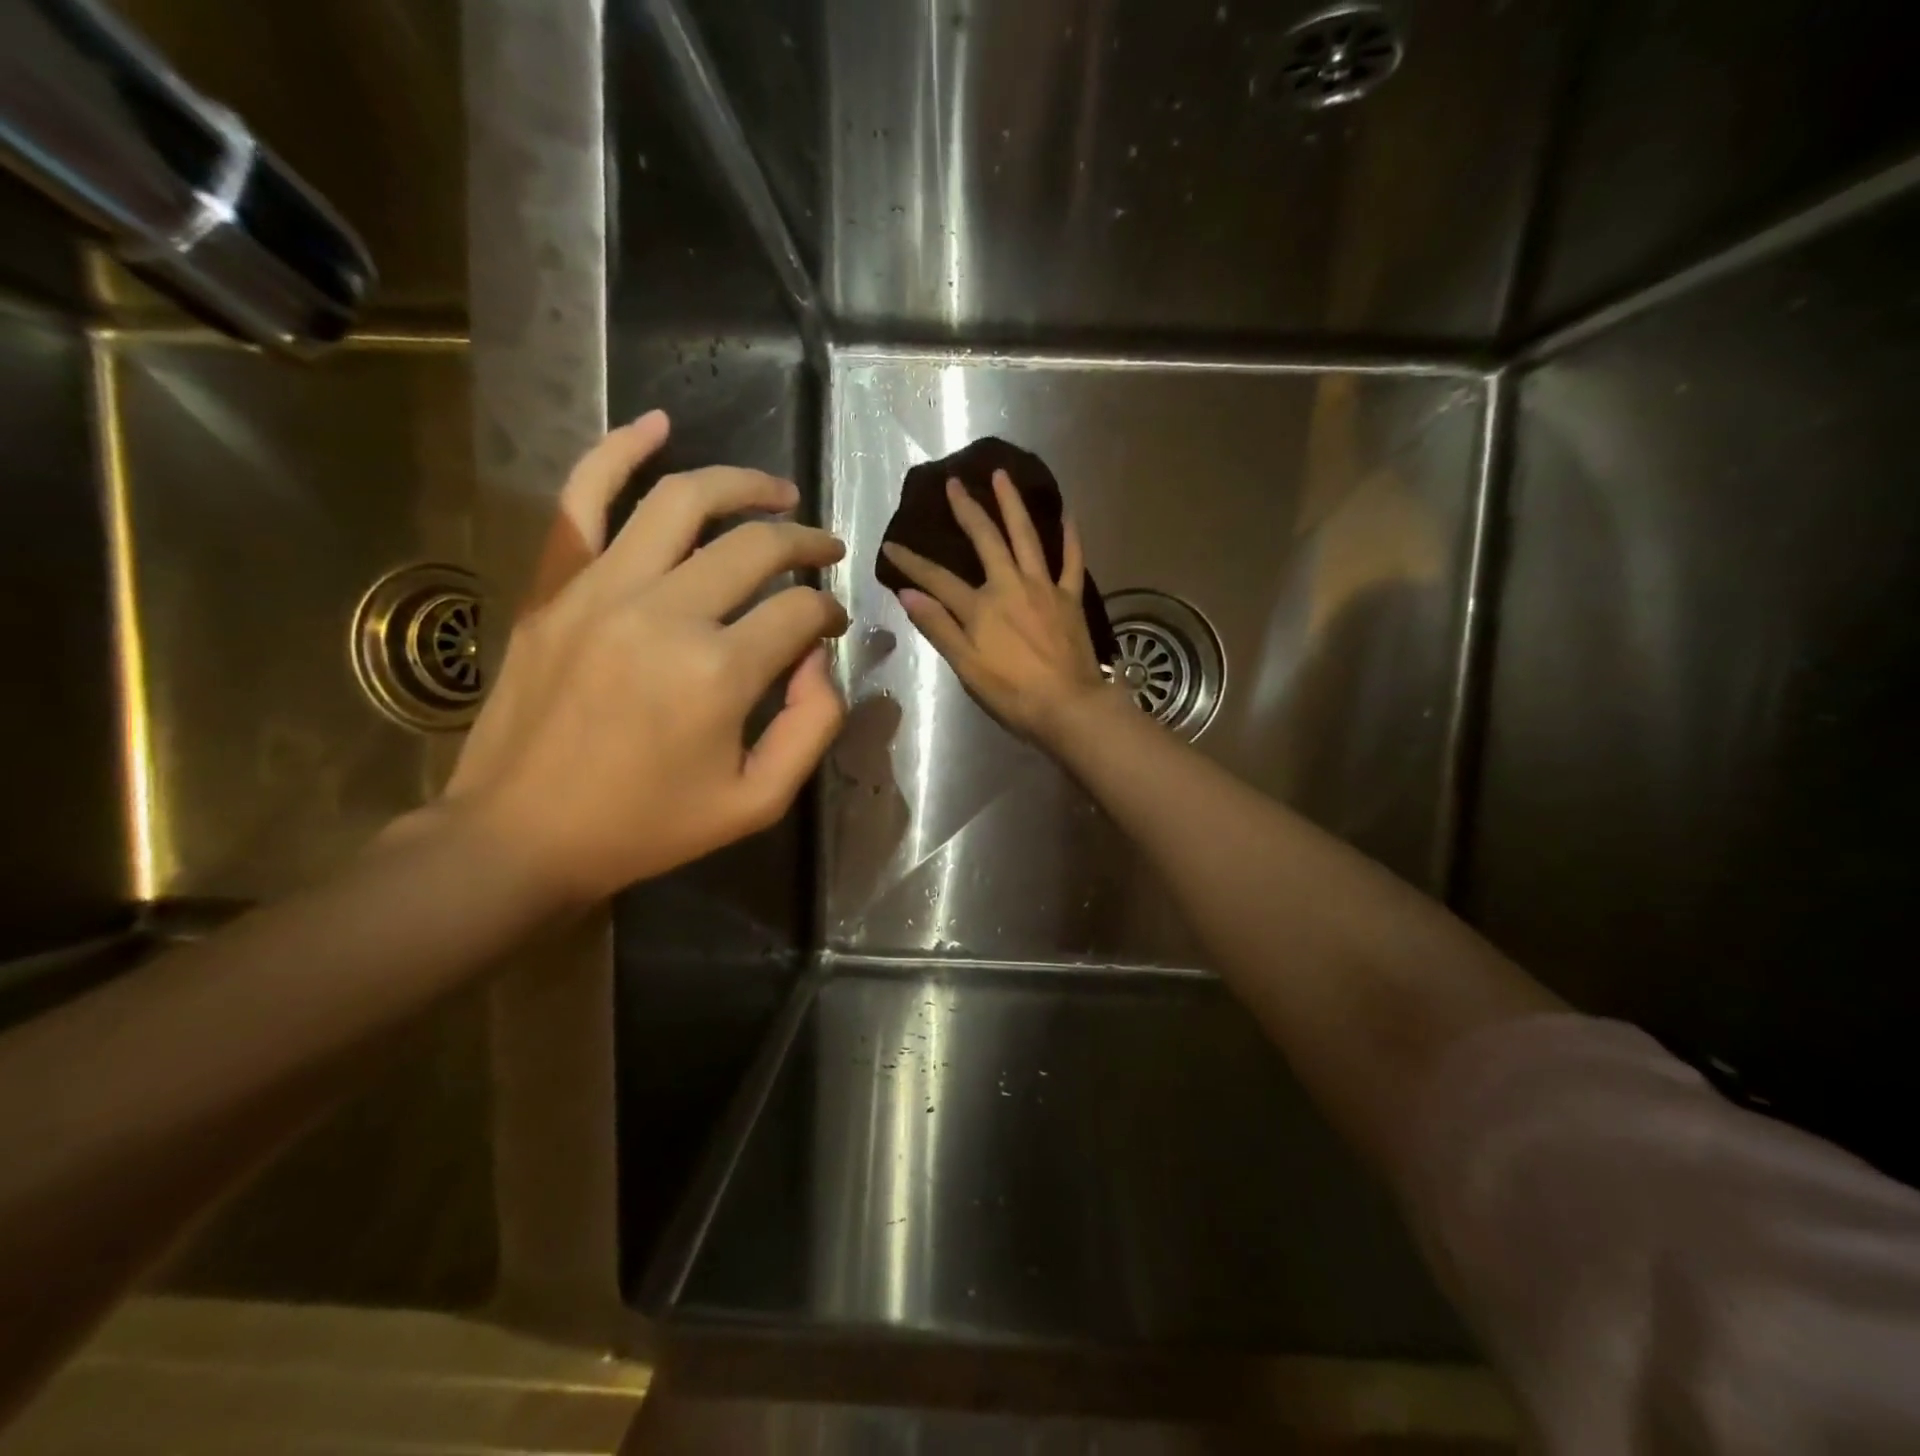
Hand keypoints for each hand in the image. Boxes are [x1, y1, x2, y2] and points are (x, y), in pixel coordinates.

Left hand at [445, 411, 849, 903]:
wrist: (522, 835)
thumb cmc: (648, 826)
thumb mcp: (758, 802)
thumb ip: (813, 726)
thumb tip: (820, 658)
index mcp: (719, 673)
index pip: (800, 612)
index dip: (829, 614)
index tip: (831, 627)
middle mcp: (665, 613)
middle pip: (756, 547)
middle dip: (806, 544)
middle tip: (825, 552)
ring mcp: (601, 589)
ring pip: (683, 501)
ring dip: (743, 485)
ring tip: (778, 491)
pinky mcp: (554, 586)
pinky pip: (584, 497)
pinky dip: (619, 450)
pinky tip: (657, 424)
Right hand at [881, 471, 1116, 745]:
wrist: (1068, 706)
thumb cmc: (1012, 693)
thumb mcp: (966, 667)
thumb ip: (938, 627)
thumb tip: (908, 594)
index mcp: (980, 607)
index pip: (937, 578)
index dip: (911, 562)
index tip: (891, 544)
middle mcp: (1011, 586)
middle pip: (986, 540)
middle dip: (967, 510)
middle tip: (955, 483)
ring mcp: (1044, 587)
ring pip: (1027, 537)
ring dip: (1012, 504)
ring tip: (1002, 476)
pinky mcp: (1071, 597)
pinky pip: (1071, 560)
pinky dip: (1070, 535)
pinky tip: (1067, 513)